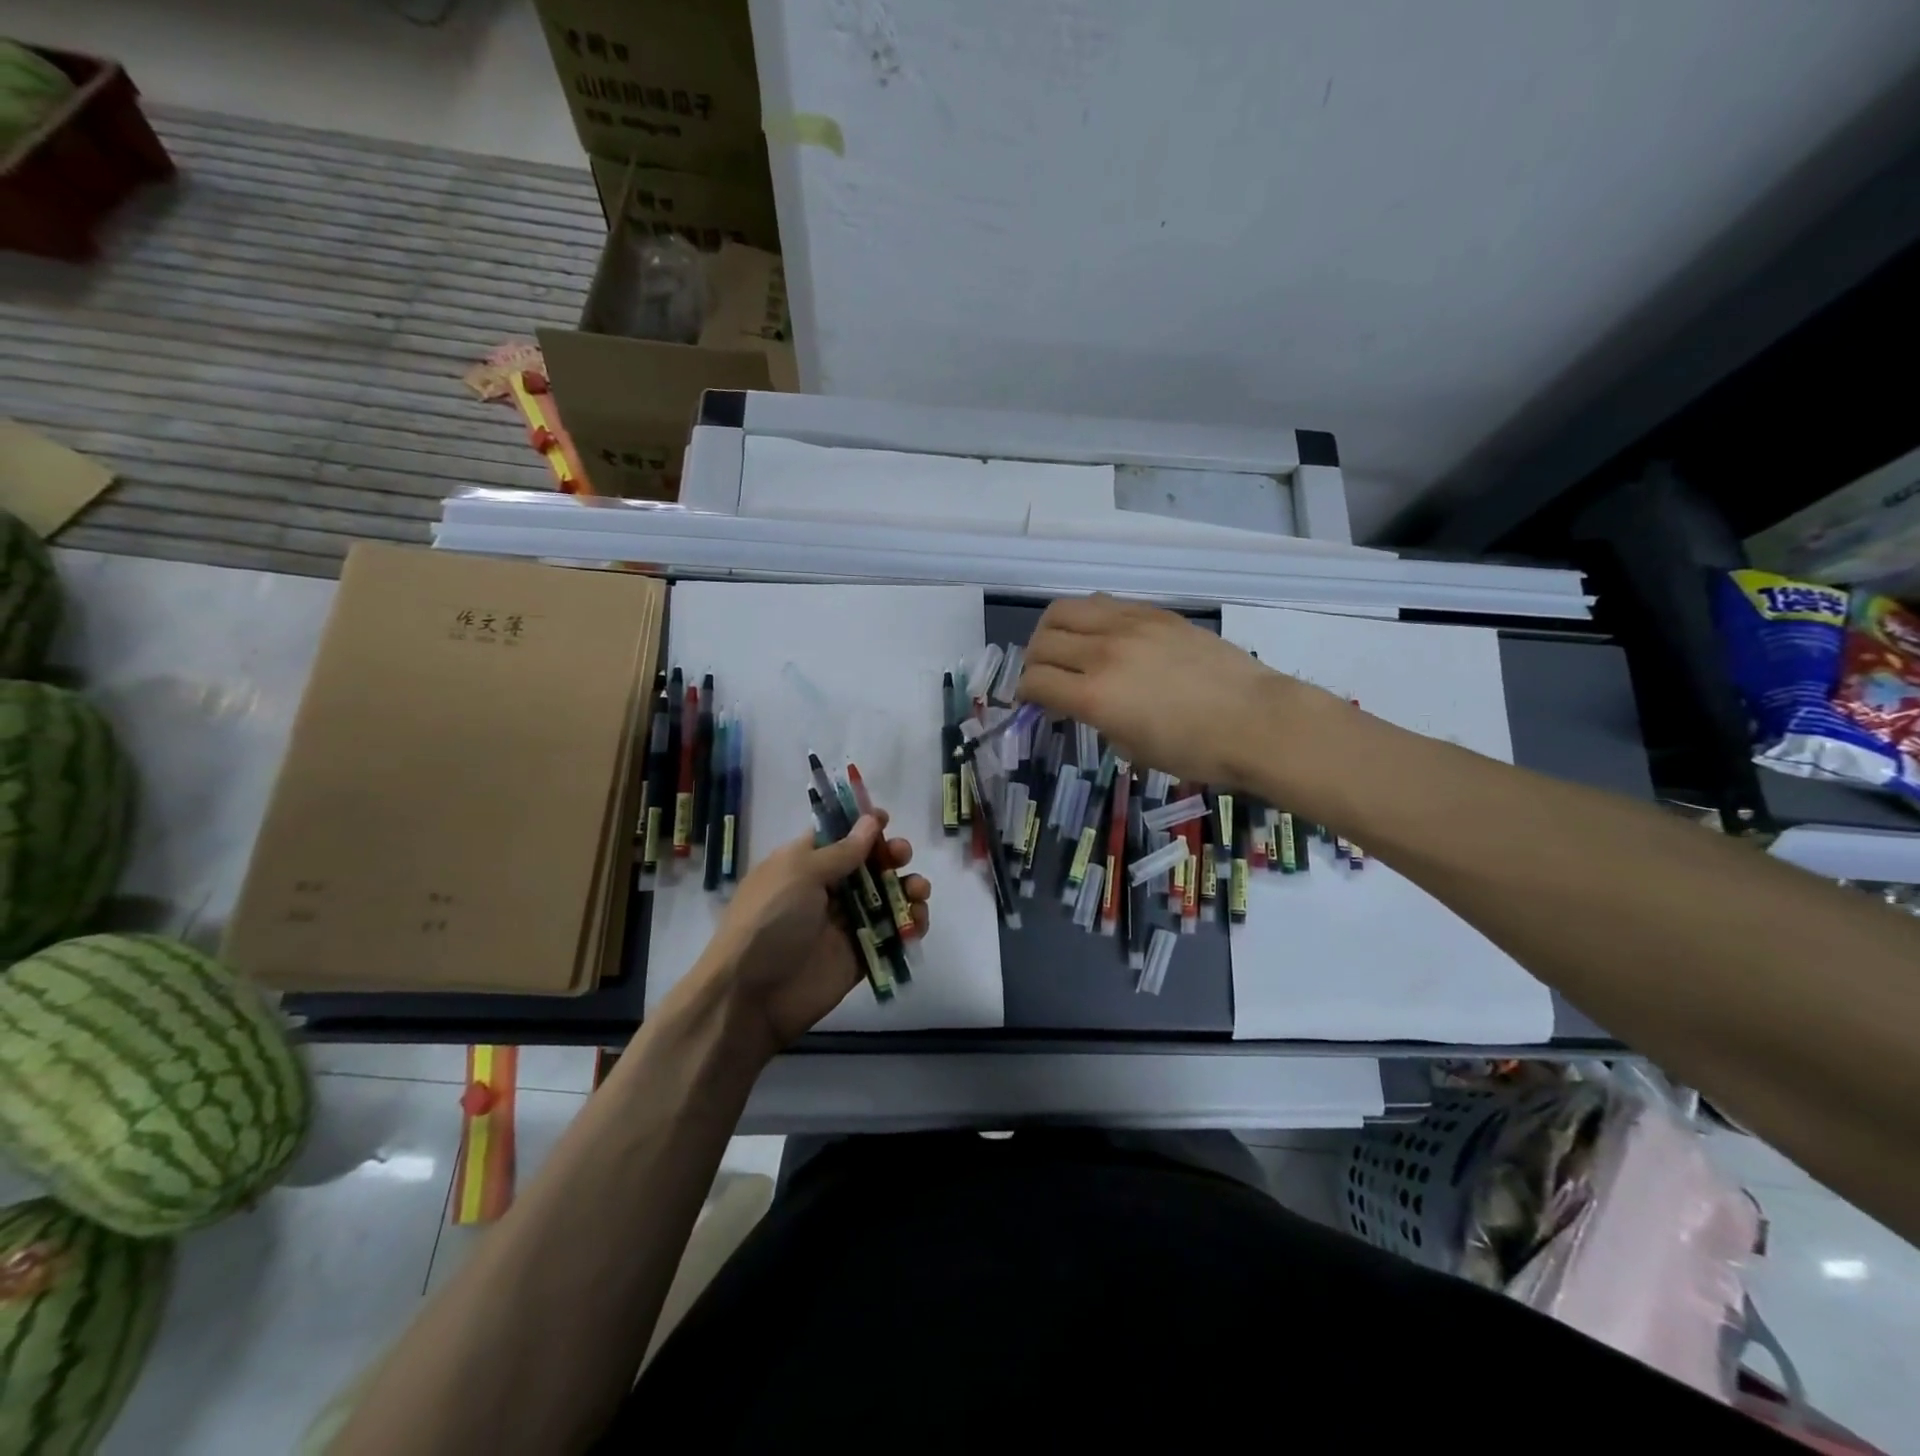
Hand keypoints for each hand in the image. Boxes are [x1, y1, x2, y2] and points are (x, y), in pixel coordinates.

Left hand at [690, 811, 929, 1059]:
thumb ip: (841, 851)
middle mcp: (825, 890)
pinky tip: (918, 921)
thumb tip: (871, 822)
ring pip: (885, 899)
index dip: (861, 826)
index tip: (886, 819)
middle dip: (891, 856)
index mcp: (804, 864)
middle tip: (901, 856)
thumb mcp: (800, 873)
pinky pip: (891, 936)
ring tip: (918, 892)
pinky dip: (910, 926)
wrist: (751, 996)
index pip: (837, 836)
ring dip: (907, 888)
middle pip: (868, 865)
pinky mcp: (860, 955)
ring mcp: (844, 924)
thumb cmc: (770, 921)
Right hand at [1019, 594, 1326, 785]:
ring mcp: (1129, 625)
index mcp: (1094, 695)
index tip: (1030, 702)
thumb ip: (1098, 719)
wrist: (1257, 720)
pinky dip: (1088, 619)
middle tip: (1043, 677)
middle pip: (1042, 640)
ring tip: (1064, 647)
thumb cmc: (1195, 751)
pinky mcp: (1154, 613)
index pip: (1035, 681)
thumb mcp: (1133, 749)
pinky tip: (1101, 637)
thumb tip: (1087, 703)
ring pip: (1066, 609)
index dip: (1024, 693)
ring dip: (1053, 630)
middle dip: (1032, 661)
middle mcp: (1103, 652)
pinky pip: (1103, 604)